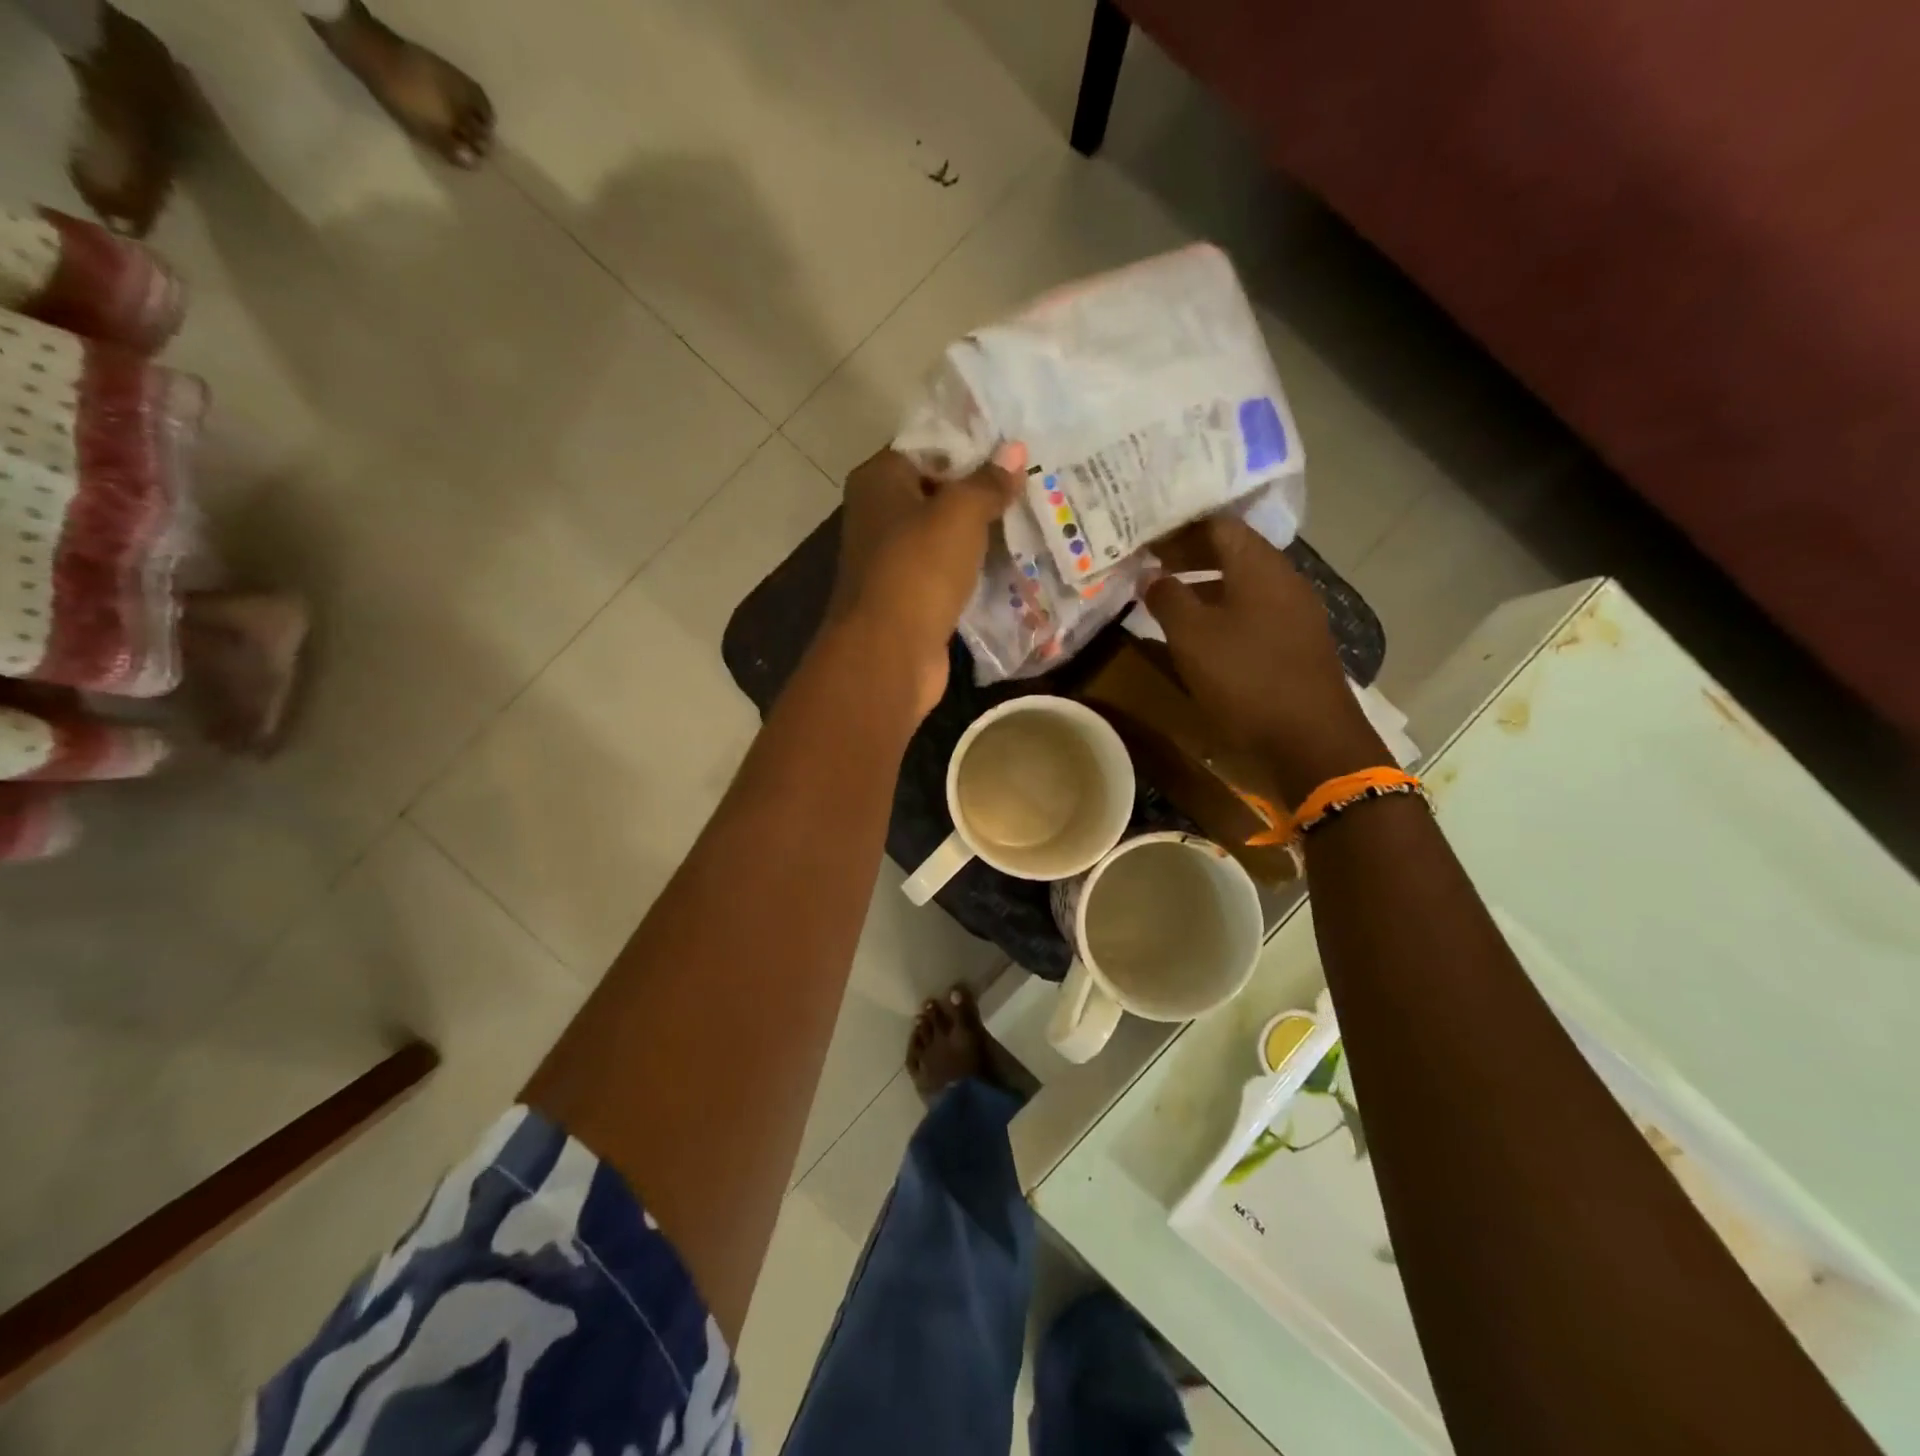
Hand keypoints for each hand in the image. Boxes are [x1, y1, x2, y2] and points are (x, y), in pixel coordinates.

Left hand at [826, 447, 1021, 720]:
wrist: (889, 654)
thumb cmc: (918, 570)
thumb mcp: (960, 514)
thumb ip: (988, 482)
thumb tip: (1013, 450)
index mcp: (879, 480)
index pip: (929, 447)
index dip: (971, 447)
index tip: (1016, 452)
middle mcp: (878, 515)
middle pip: (938, 492)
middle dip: (981, 492)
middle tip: (1034, 484)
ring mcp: (892, 560)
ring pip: (945, 536)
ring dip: (981, 534)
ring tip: (1032, 520)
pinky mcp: (910, 597)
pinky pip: (947, 572)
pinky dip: (973, 569)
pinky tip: (1011, 564)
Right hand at [1145, 516, 1389, 802]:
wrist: (1311, 739)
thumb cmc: (1246, 678)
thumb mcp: (1192, 637)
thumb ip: (1168, 598)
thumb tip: (1151, 575)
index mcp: (1259, 566)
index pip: (1217, 524)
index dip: (1179, 527)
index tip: (1146, 538)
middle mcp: (1283, 579)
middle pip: (1233, 550)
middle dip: (1189, 554)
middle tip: (1151, 566)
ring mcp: (1296, 611)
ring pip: (1243, 582)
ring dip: (1205, 585)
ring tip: (1168, 600)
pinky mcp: (1298, 642)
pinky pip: (1255, 610)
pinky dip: (1224, 610)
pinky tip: (1202, 635)